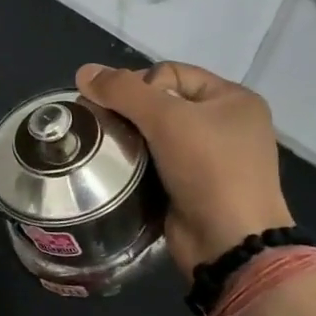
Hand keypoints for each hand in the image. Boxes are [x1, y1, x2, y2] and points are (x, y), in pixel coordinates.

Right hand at [75, 62, 291, 277]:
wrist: (229, 244)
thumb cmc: (208, 170)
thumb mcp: (166, 119)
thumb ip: (123, 92)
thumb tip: (83, 72)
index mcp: (232, 98)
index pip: (170, 72)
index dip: (139, 85)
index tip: (118, 109)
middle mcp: (226, 124)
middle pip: (162, 102)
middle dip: (129, 112)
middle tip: (102, 127)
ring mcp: (212, 158)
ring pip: (156, 134)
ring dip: (130, 139)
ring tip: (105, 149)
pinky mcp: (194, 186)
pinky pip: (157, 162)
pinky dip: (137, 163)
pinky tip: (118, 170)